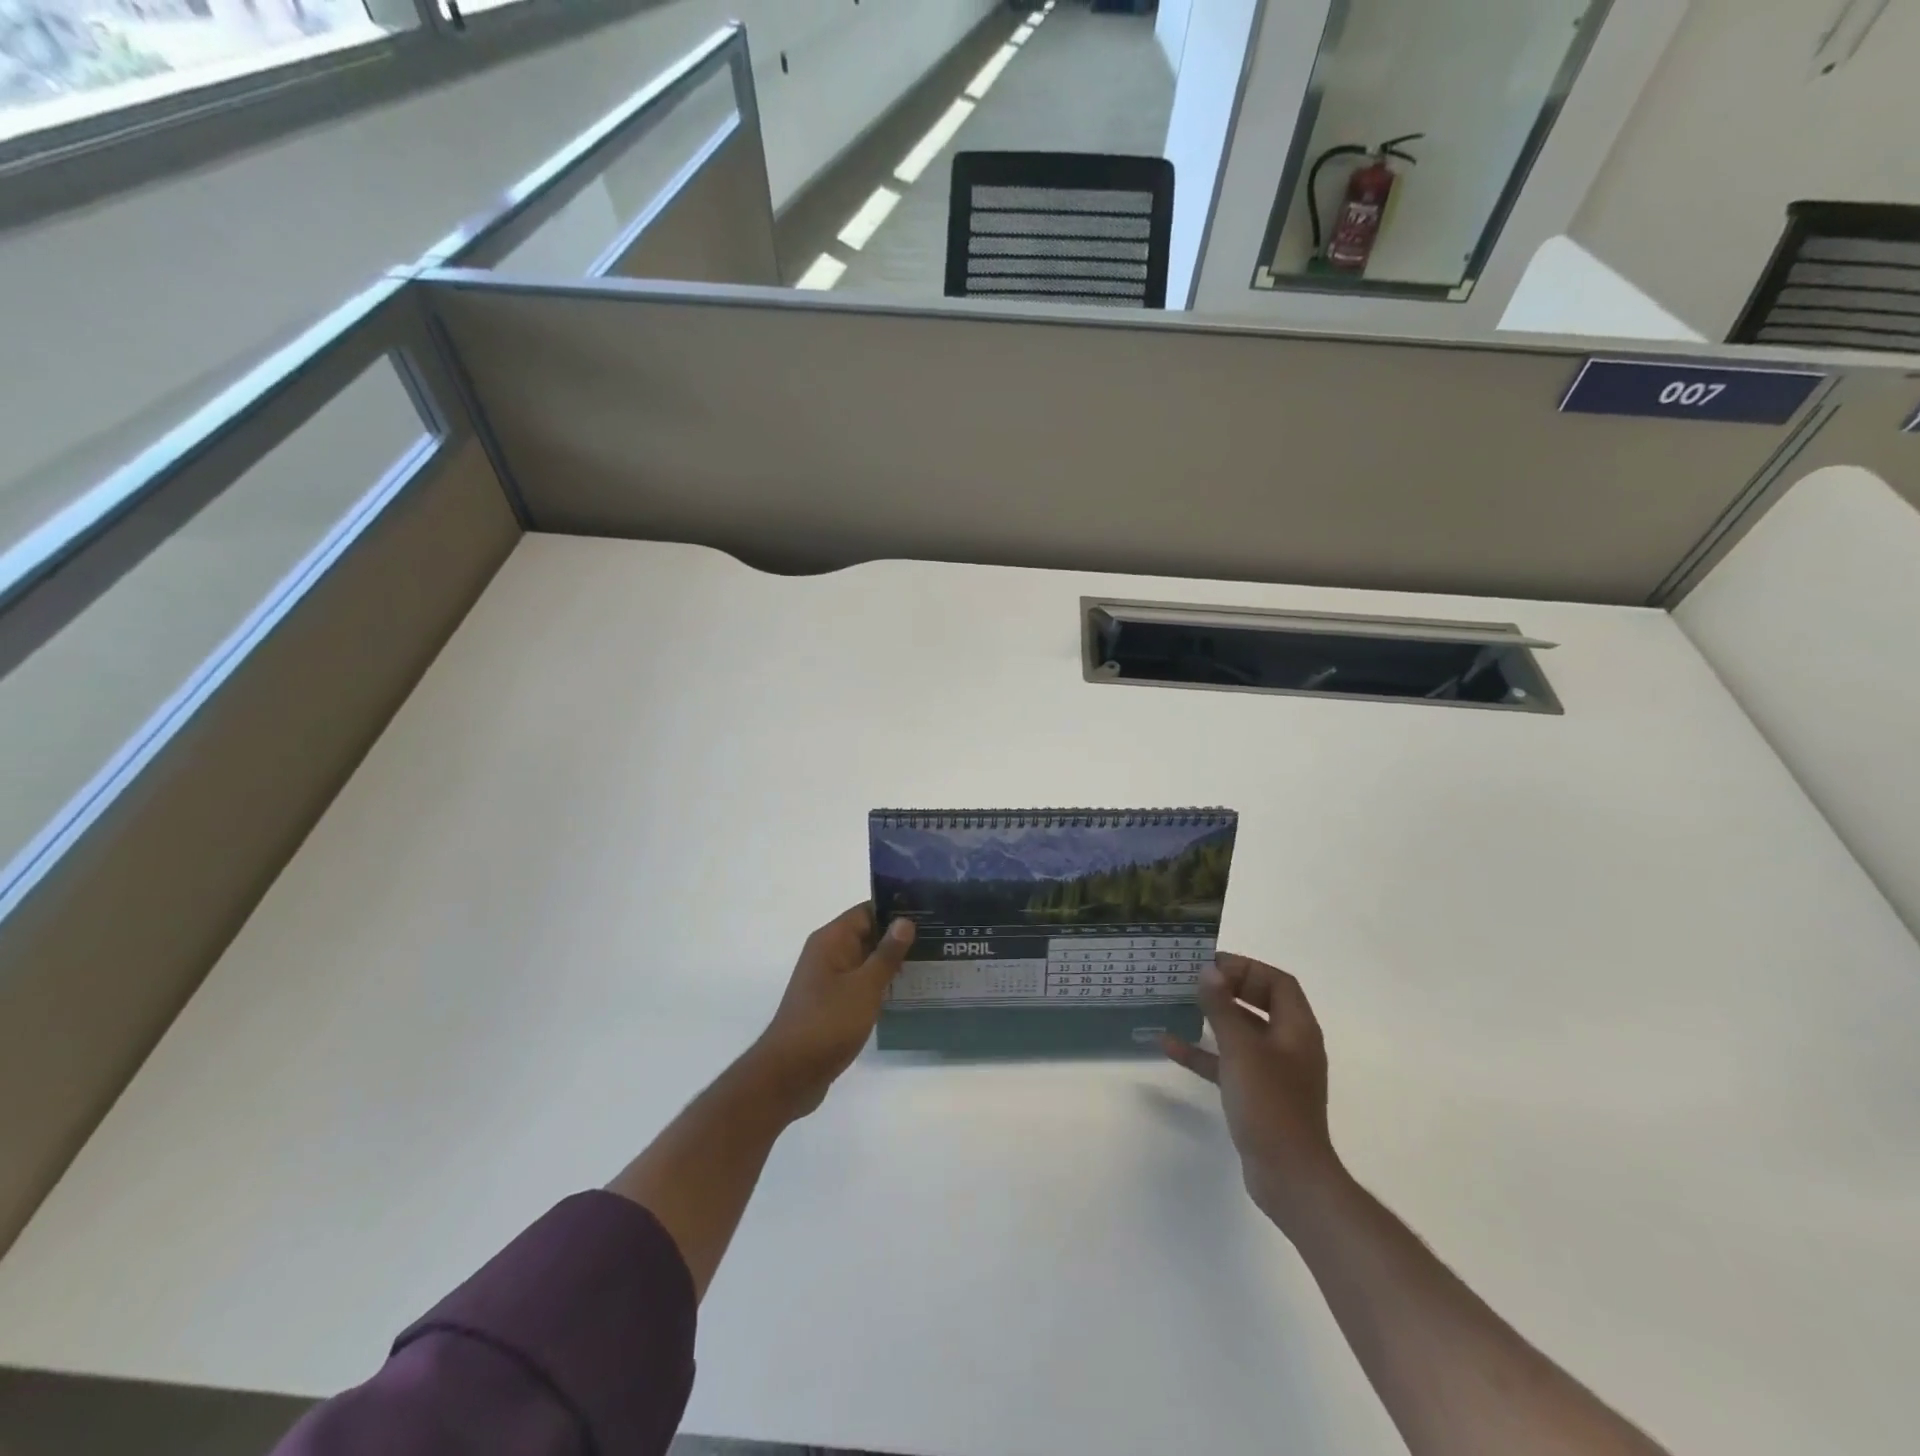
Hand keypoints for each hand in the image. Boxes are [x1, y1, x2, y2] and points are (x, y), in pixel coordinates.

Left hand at [745, 904, 913, 1117]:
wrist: (789, 1075)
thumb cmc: (827, 1023)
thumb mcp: (864, 986)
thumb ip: (886, 953)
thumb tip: (905, 920)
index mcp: (831, 940)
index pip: (868, 911)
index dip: (897, 909)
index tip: (930, 913)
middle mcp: (828, 954)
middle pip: (868, 934)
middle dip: (900, 937)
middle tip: (940, 939)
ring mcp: (829, 981)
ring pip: (867, 961)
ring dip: (894, 963)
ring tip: (933, 962)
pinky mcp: (833, 1005)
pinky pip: (862, 984)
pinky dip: (883, 985)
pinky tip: (910, 991)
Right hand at [1162, 954, 1344, 1228]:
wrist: (1290, 1176)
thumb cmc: (1270, 1104)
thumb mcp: (1241, 1049)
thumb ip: (1222, 1008)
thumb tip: (1208, 971)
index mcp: (1297, 1029)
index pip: (1277, 982)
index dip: (1246, 968)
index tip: (1211, 966)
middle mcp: (1289, 1045)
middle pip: (1259, 1003)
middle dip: (1227, 989)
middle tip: (1193, 980)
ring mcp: (1274, 1072)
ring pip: (1241, 1032)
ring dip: (1211, 1018)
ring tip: (1178, 1004)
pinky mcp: (1257, 1095)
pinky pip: (1228, 1063)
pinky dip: (1203, 1052)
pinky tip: (1168, 1045)